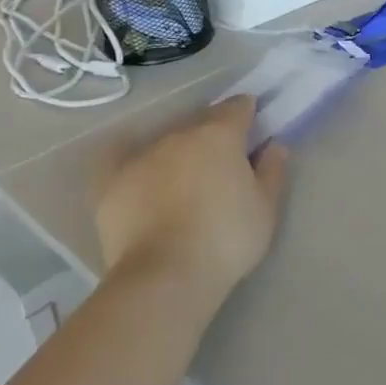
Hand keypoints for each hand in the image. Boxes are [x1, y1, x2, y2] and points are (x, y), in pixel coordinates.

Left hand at [95, 96, 287, 293]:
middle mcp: (179, 135)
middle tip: (223, 162)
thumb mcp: (265, 209)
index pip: (237, 107)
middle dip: (213, 134)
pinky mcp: (111, 182)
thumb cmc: (226, 239)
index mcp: (219, 134)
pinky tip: (138, 172)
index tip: (253, 131)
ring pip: (166, 141)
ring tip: (184, 179)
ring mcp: (142, 155)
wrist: (164, 277)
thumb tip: (274, 145)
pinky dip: (132, 160)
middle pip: (201, 122)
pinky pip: (121, 158)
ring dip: (179, 151)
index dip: (248, 114)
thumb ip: (272, 171)